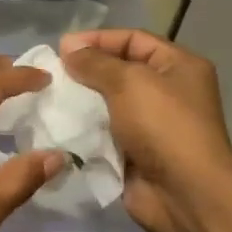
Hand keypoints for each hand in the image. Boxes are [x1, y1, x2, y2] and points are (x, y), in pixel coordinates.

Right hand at [60, 29, 231, 231]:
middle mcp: (167, 92)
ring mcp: (151, 125)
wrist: (183, 192)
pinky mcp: (134, 152)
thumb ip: (95, 63)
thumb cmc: (163, 126)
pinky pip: (103, 133)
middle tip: (50, 75)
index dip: (98, 39)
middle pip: (119, 71)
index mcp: (178, 66)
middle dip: (85, 72)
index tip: (61, 48)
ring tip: (48, 100)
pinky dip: (82, 130)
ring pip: (107, 104)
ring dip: (80, 103)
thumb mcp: (129, 82)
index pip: (133, 40)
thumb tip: (69, 49)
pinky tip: (57, 127)